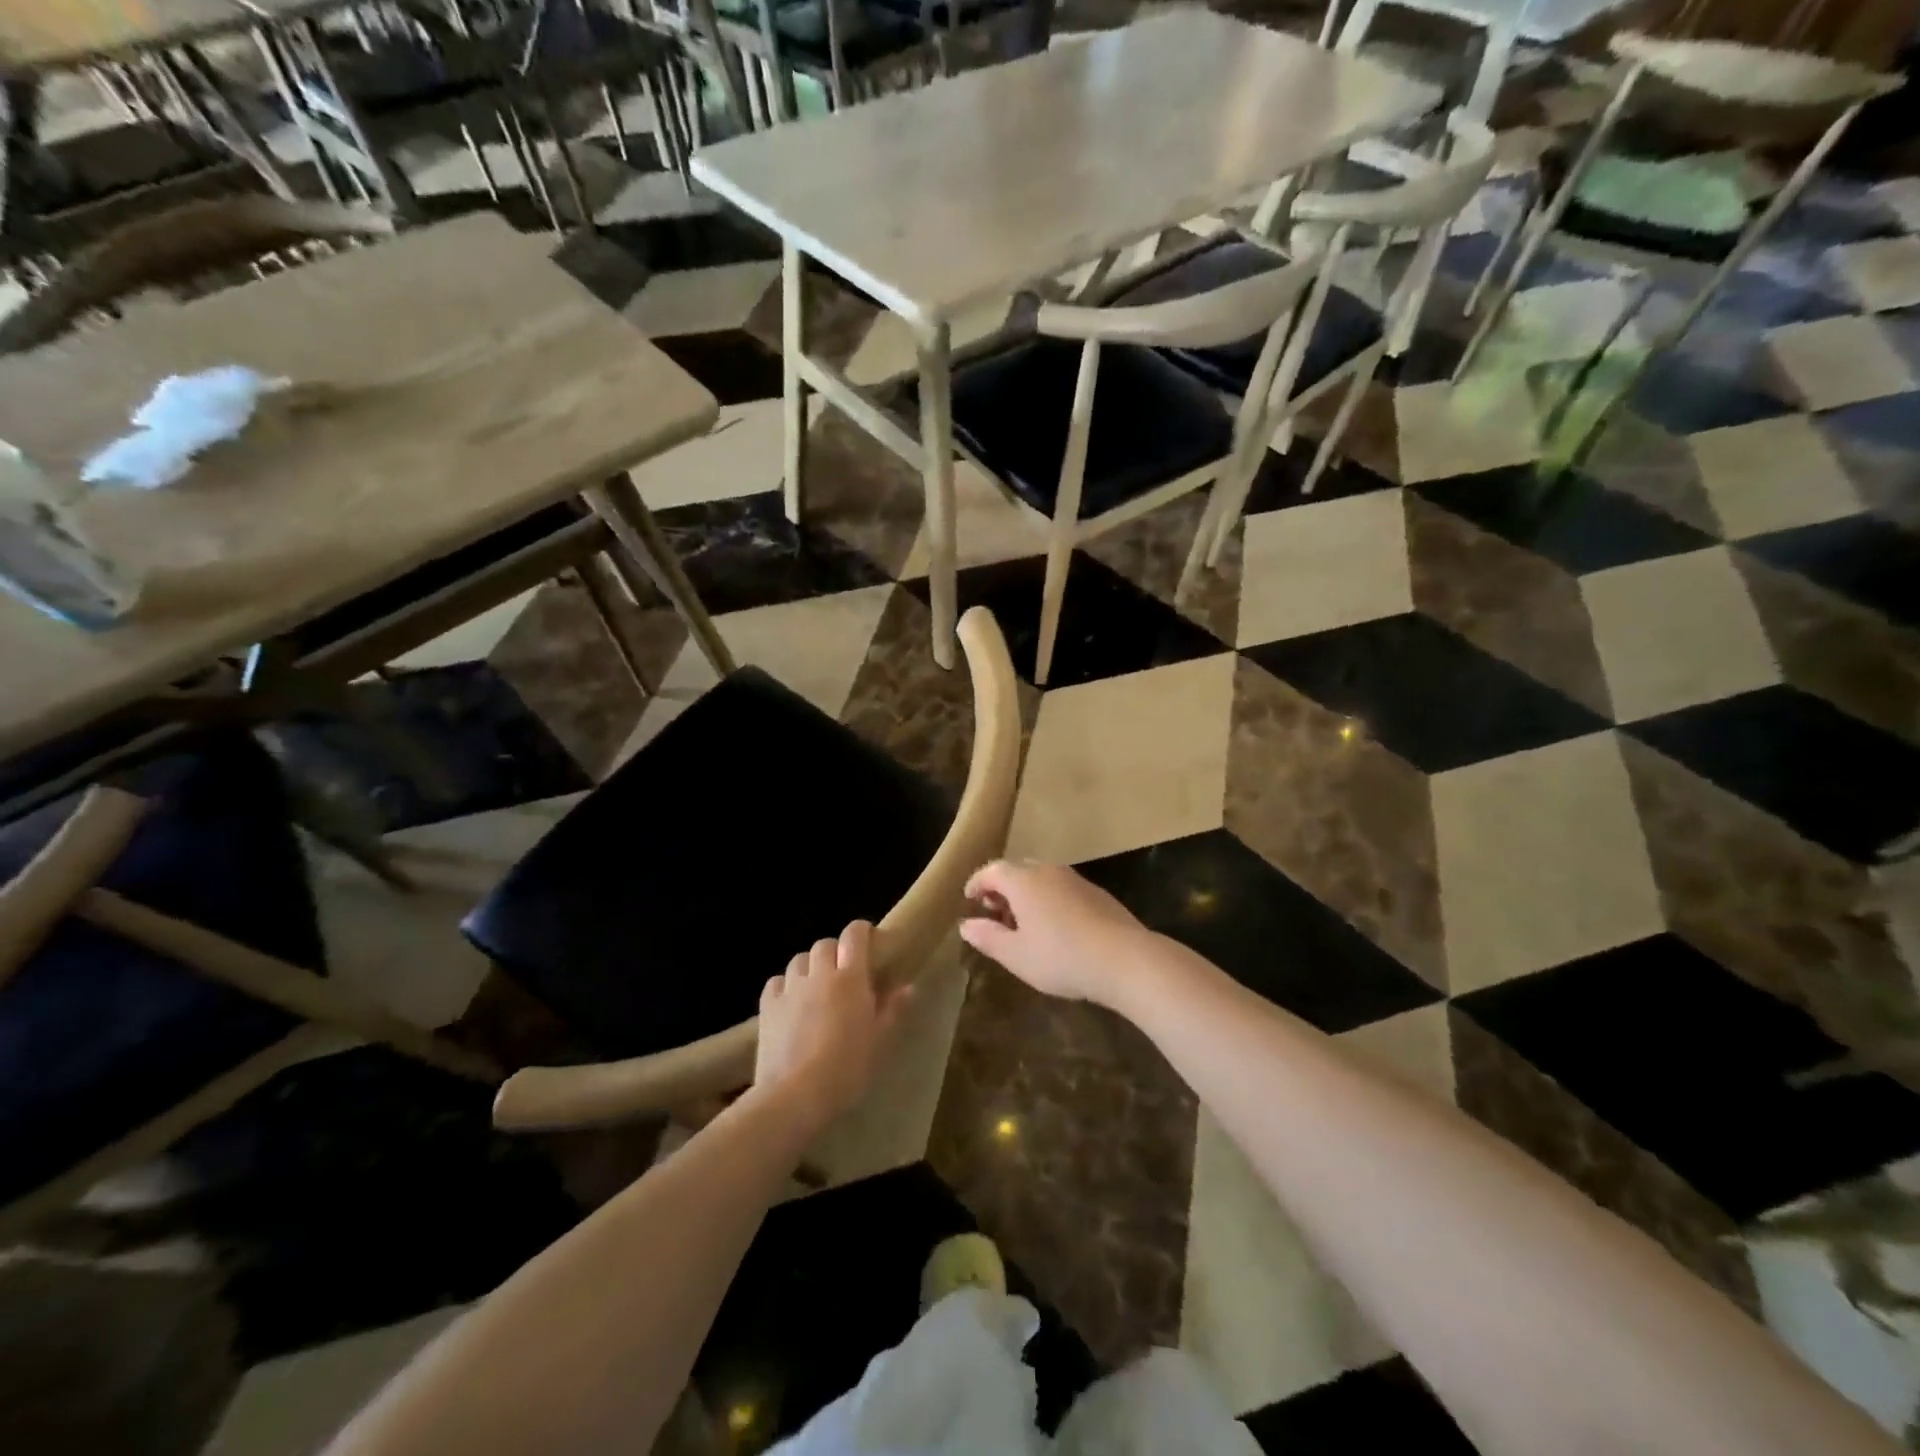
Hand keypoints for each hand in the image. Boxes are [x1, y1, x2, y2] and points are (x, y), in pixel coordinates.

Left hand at [755, 921, 910, 1129]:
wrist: (794, 1095)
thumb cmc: (846, 1068)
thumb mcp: (879, 1042)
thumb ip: (893, 1010)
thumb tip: (908, 987)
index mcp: (850, 978)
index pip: (854, 935)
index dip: (861, 931)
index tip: (870, 941)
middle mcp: (819, 973)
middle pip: (825, 944)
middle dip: (835, 951)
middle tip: (844, 972)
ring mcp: (790, 988)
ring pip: (799, 959)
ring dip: (810, 966)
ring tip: (817, 986)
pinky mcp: (767, 1006)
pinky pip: (777, 981)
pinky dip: (786, 985)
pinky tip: (791, 1002)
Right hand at [959, 860, 1151, 1006]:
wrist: (1124, 958)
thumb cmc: (1061, 957)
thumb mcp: (1016, 955)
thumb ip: (987, 937)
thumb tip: (966, 924)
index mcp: (1023, 881)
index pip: (992, 870)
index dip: (976, 883)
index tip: (969, 899)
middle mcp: (1048, 871)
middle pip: (1017, 870)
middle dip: (1001, 888)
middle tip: (995, 913)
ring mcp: (1076, 879)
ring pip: (1042, 878)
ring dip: (1026, 895)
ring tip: (1023, 924)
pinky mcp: (1097, 893)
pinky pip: (1062, 889)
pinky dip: (1049, 900)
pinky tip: (1055, 928)